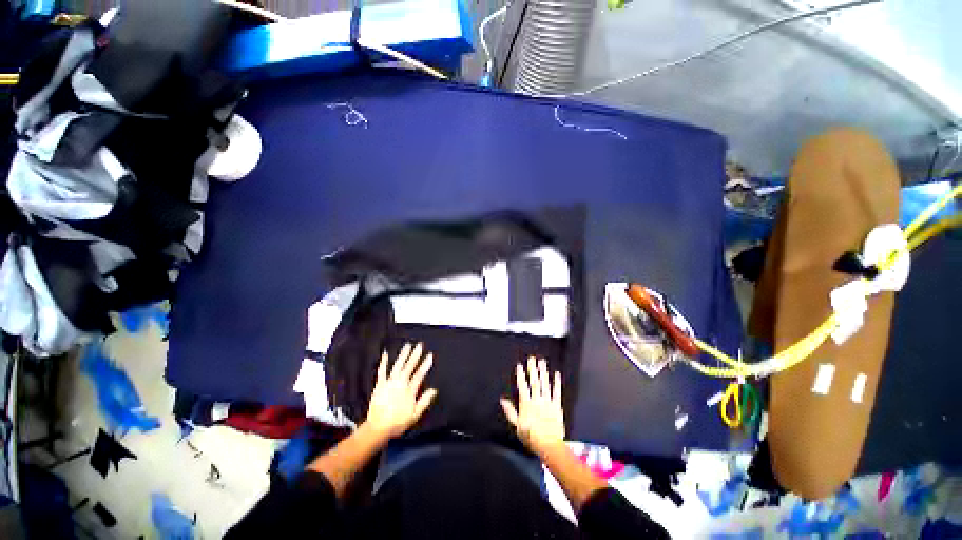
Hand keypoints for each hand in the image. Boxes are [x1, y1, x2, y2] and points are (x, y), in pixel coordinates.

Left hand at [364, 342, 437, 439]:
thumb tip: (434, 390)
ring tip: (408, 345)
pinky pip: (382, 371)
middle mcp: (400, 383)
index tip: (430, 356)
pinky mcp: (379, 385)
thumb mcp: (414, 415)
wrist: (378, 428)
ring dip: (403, 355)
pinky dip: (384, 362)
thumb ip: (424, 401)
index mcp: (409, 390)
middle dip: (415, 355)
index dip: (425, 365)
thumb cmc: (397, 423)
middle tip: (420, 345)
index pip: (419, 374)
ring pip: (398, 366)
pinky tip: (386, 354)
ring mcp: (389, 383)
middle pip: (409, 366)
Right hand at [500, 356, 565, 452]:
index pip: (523, 386)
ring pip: (545, 384)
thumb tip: (502, 400)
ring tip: (542, 362)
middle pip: (534, 382)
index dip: (521, 375)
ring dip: (543, 372)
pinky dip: (557, 383)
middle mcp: (537, 400)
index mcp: (526, 404)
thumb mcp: (517, 425)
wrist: (549, 445)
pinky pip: (557, 392)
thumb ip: (510, 411)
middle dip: (532, 369)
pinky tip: (557, 374)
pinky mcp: (557, 406)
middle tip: (532, 358)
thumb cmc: (531, 437)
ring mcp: (548, 402)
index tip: (520, 365)